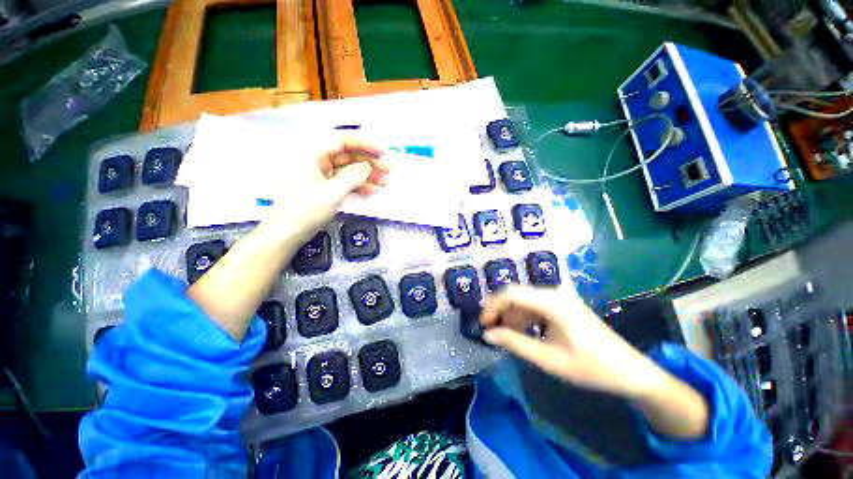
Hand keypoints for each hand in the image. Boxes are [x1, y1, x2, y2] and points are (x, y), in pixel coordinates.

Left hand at [262, 135, 388, 244]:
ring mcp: (321, 173)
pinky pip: (344, 180)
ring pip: (349, 168)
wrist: (286, 233)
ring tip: (384, 182)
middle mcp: (316, 159)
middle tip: (388, 170)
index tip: (384, 152)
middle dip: (369, 162)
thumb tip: (368, 167)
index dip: (365, 143)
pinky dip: (358, 184)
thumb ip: (352, 177)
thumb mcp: (332, 194)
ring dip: (367, 174)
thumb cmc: (305, 211)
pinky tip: (372, 190)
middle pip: (348, 154)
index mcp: (312, 153)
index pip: (342, 140)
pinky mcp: (324, 186)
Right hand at [480, 286, 664, 399]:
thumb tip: (487, 334)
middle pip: (517, 295)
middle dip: (500, 311)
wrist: (630, 371)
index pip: (511, 293)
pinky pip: (535, 306)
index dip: (493, 306)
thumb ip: (515, 343)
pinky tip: (522, 333)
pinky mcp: (563, 305)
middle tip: (491, 331)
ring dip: (512, 316)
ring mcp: (560, 298)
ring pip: (525, 301)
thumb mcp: (548, 359)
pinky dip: (524, 318)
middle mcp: (554, 293)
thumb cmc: (590, 367)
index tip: (483, 323)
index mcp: (552, 301)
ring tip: (506, 336)